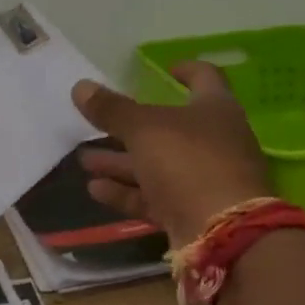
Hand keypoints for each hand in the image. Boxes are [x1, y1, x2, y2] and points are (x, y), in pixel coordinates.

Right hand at [70, 63, 270, 246]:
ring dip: (121, 163)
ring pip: (158, 165)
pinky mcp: (192, 213)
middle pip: (170, 128)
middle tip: (97, 125)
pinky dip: (127, 192)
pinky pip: (155, 197)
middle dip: (130, 128)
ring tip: (85, 160)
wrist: (223, 234)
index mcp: (215, 110)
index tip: (165, 69)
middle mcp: (215, 142)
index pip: (205, 77)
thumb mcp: (144, 129)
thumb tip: (80, 86)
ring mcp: (205, 180)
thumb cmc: (188, 162)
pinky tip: (95, 189)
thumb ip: (112, 109)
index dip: (186, 70)